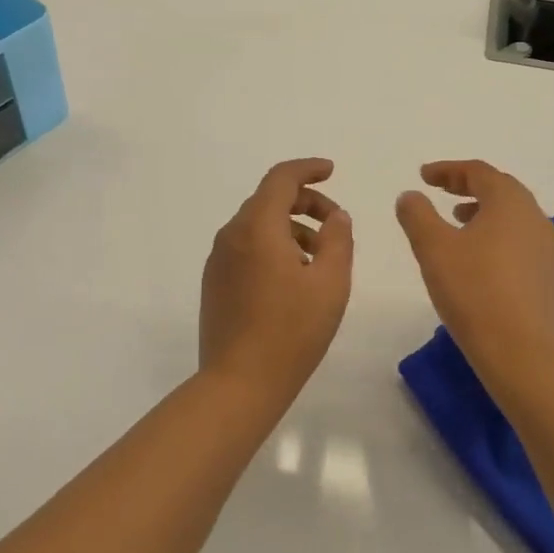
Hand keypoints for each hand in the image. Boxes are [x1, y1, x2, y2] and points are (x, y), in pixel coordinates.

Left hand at [200, 159, 353, 405]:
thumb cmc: (291, 331)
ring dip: (291, 228)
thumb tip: (337, 216)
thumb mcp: (330, 283)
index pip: (281, 179)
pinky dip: (272, 247)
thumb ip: (338, 240)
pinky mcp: (215, 282)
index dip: (308, 169)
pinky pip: (246, 248)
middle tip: (336, 224)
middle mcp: (231, 235)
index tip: (331, 171)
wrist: (238, 383)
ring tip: (320, 258)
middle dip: (305, 203)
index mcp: (257, 227)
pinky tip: (294, 278)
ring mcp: (219, 260)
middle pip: (268, 200)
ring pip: (257, 226)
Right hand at [395, 160, 553, 370]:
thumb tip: (410, 195)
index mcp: (510, 203)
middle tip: (443, 193)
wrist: (522, 353)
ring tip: (460, 225)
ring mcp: (550, 251)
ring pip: (515, 219)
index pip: (478, 172)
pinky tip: (483, 263)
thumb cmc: (473, 291)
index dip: (448, 170)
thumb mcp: (433, 248)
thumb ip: (417, 215)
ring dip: (486, 214)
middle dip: (469, 188)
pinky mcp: (553, 280)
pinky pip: (523, 245)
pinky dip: (500, 240)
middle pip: (502, 191)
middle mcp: (537, 219)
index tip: (423, 176)